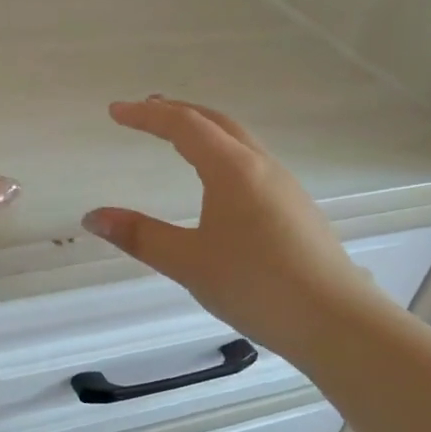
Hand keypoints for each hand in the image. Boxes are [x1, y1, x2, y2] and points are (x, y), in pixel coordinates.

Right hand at [82, 97, 387, 361]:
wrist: (337, 321)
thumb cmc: (256, 285)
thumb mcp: (189, 262)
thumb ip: (140, 236)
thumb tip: (93, 217)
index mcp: (232, 169)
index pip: (183, 125)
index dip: (146, 116)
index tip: (116, 111)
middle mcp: (261, 166)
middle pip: (216, 122)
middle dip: (178, 112)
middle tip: (147, 110)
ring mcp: (285, 186)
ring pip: (239, 141)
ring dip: (205, 130)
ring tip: (179, 138)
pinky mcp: (296, 208)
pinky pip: (253, 163)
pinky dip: (224, 152)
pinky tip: (220, 181)